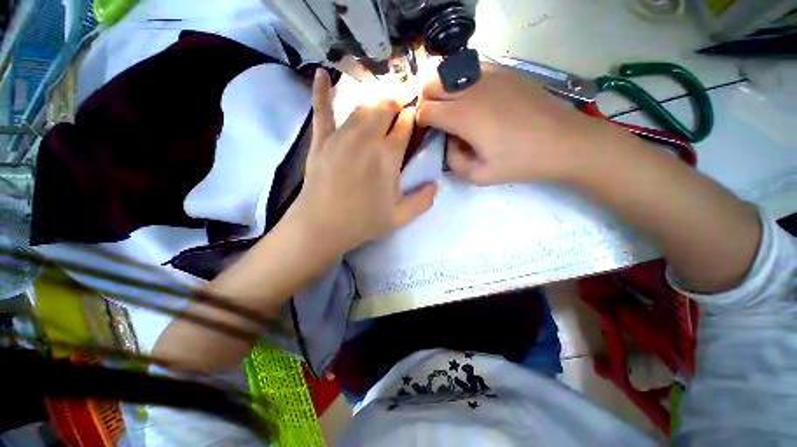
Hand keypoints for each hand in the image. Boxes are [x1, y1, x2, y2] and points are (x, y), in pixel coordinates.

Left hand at [290, 69, 437, 253]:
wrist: (322, 226)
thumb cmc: (362, 222)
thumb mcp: (399, 217)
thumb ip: (422, 201)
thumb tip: (436, 185)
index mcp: (388, 155)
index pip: (405, 124)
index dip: (412, 116)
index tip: (415, 117)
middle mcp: (366, 138)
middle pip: (384, 107)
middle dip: (396, 103)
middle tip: (400, 109)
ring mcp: (341, 136)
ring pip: (361, 107)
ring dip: (374, 103)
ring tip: (381, 106)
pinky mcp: (321, 140)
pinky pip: (321, 110)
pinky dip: (321, 90)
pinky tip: (322, 73)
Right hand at [417, 63, 603, 184]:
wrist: (564, 142)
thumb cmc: (520, 162)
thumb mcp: (479, 176)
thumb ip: (453, 162)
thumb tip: (448, 145)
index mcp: (463, 116)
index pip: (425, 110)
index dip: (420, 122)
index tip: (426, 132)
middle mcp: (471, 89)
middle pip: (431, 85)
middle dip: (425, 102)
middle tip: (435, 120)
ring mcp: (489, 75)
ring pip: (449, 73)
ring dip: (442, 90)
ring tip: (453, 109)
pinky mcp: (505, 71)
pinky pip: (471, 70)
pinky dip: (462, 82)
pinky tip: (475, 99)